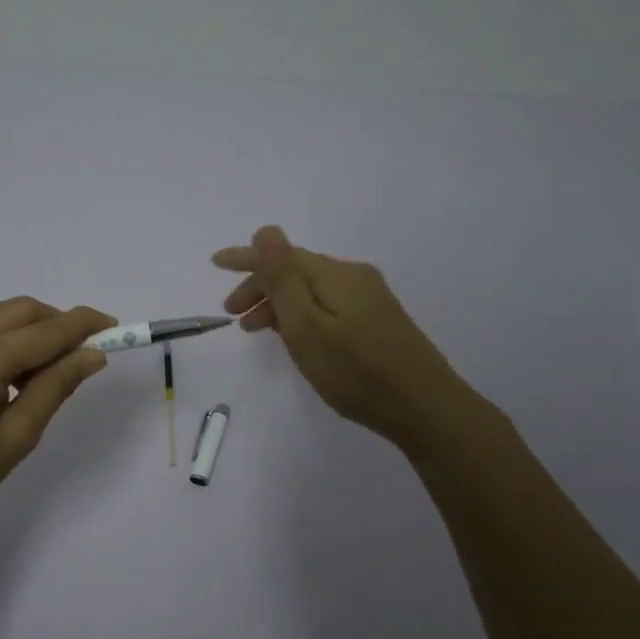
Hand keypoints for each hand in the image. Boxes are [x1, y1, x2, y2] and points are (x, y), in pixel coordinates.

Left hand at [0, 298, 115, 539]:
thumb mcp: (17, 436)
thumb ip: (56, 387)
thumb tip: (93, 355)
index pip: (46, 331)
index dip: (84, 326)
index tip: (116, 327)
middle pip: (23, 310)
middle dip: (59, 324)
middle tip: (86, 353)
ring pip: (2, 316)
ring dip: (34, 331)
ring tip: (51, 373)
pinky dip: (8, 340)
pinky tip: (15, 375)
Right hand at [213, 226, 462, 451]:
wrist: (424, 408)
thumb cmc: (355, 371)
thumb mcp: (307, 326)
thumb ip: (283, 278)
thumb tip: (265, 230)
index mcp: (336, 275)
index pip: (283, 255)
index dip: (246, 258)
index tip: (215, 264)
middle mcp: (354, 277)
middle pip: (297, 271)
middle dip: (260, 286)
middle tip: (232, 316)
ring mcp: (369, 299)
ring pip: (311, 290)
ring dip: (278, 303)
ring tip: (255, 331)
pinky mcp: (377, 320)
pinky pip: (326, 305)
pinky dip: (300, 314)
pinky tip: (293, 335)